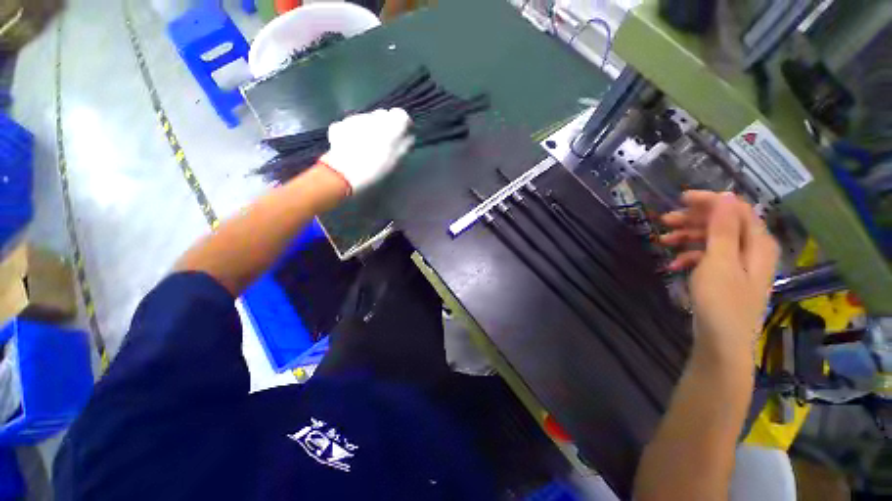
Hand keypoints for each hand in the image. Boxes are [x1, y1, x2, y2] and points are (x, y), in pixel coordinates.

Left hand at [320, 108, 413, 193]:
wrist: (346, 175)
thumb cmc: (378, 170)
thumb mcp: (399, 161)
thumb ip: (405, 145)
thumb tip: (407, 137)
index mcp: (394, 124)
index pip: (402, 116)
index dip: (403, 127)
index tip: (402, 138)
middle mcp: (375, 115)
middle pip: (383, 116)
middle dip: (385, 127)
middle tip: (384, 145)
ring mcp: (355, 119)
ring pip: (366, 120)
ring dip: (368, 130)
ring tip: (366, 149)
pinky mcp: (339, 125)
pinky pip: (350, 127)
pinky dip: (352, 134)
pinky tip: (351, 149)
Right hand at [660, 191, 779, 365]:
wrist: (721, 343)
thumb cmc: (722, 302)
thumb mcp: (719, 262)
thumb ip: (723, 229)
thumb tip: (725, 195)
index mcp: (757, 244)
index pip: (736, 210)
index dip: (711, 201)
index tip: (680, 199)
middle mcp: (751, 251)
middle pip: (723, 223)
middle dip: (693, 220)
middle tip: (664, 221)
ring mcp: (737, 265)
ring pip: (712, 240)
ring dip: (687, 238)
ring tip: (663, 242)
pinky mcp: (724, 278)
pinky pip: (708, 258)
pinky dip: (690, 257)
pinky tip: (674, 265)